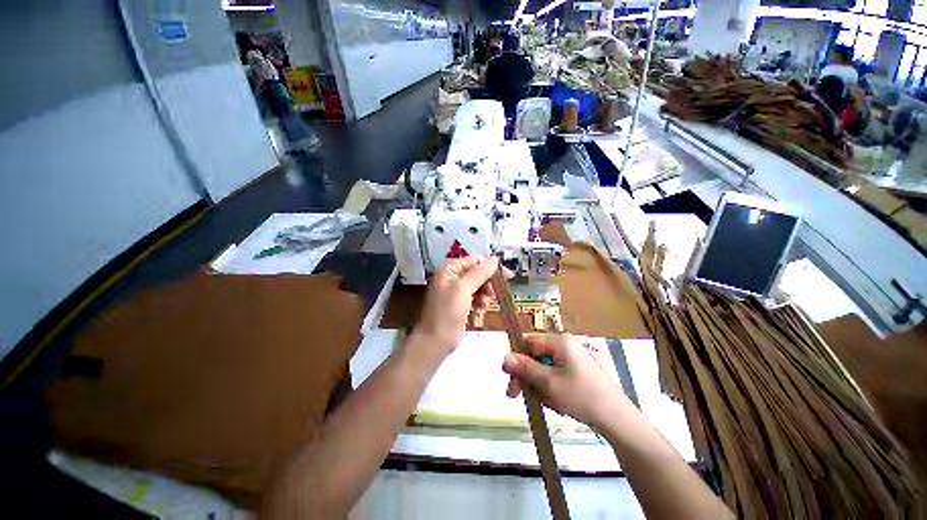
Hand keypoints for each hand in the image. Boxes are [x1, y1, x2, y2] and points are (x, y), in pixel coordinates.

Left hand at [415, 256, 498, 355]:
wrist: (436, 341)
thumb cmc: (447, 312)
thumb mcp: (463, 289)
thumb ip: (479, 272)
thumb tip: (494, 259)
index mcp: (450, 269)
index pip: (475, 261)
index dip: (491, 267)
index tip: (508, 276)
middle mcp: (453, 278)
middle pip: (478, 274)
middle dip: (487, 285)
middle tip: (491, 296)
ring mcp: (456, 292)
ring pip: (480, 287)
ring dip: (484, 296)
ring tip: (482, 307)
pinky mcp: (461, 305)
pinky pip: (476, 299)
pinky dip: (480, 305)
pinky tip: (478, 313)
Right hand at [501, 333, 627, 428]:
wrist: (617, 419)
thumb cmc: (581, 396)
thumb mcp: (548, 382)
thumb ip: (525, 368)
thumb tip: (503, 357)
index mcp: (558, 341)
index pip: (527, 342)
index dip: (516, 359)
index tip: (509, 378)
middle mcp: (564, 345)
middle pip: (534, 356)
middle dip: (526, 376)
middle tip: (515, 396)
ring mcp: (571, 358)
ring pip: (543, 368)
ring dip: (538, 385)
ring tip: (547, 403)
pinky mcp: (576, 371)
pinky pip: (554, 375)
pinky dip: (550, 389)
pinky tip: (556, 403)